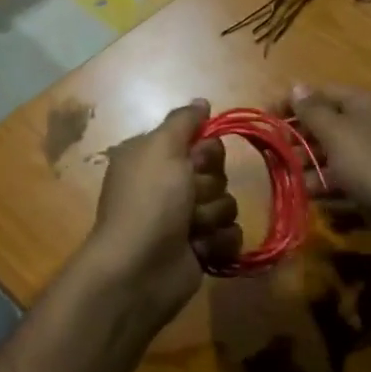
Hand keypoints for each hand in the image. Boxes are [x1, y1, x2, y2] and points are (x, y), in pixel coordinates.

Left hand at [83, 100, 241, 323]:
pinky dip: (217, 243)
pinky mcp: (201, 249)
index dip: (205, 152)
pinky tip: (199, 250)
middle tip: (188, 199)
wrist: (139, 269)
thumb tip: (202, 102)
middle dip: (207, 187)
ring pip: (227, 204)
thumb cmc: (149, 201)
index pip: (202, 141)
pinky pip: (231, 235)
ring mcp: (185, 219)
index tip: (194, 161)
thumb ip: (183, 121)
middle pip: (217, 172)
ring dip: (211, 217)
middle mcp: (169, 185)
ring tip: (190, 230)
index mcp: (155, 157)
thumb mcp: (160, 148)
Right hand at [284, 84, 370, 238]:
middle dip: (299, 139)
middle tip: (274, 153)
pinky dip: (329, 186)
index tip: (266, 117)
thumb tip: (297, 86)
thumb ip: (313, 111)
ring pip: (335, 155)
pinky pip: (347, 179)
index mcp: (365, 104)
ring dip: (310, 166)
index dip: (292, 103)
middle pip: (328, 125)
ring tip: (288, 179)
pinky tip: (313, 199)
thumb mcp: (337, 133)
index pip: (322, 94)